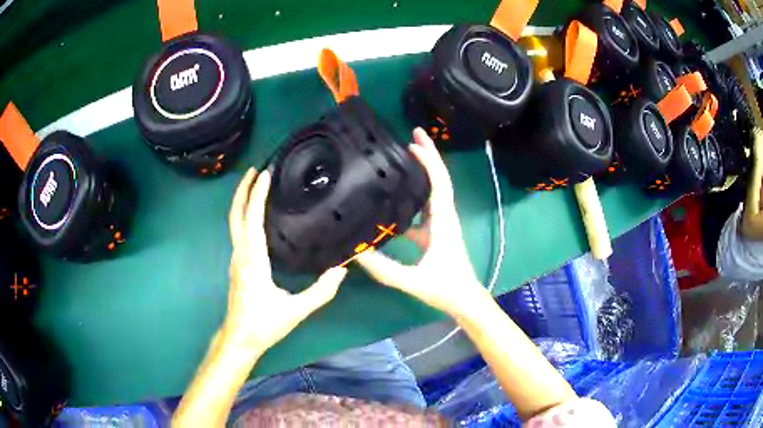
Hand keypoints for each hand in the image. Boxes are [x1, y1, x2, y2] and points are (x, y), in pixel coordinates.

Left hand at [224, 168, 347, 353]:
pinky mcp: (237, 265)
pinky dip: (244, 215)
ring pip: (234, 223)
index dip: (257, 196)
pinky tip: (256, 214)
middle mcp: (240, 255)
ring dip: (243, 200)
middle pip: (236, 215)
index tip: (264, 174)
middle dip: (243, 190)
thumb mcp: (296, 311)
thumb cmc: (264, 325)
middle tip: (255, 170)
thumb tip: (341, 270)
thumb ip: (320, 292)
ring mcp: (236, 259)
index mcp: (253, 262)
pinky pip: (239, 232)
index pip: (252, 221)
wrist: (239, 339)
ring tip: (256, 185)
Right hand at [355, 128, 487, 317]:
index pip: (439, 183)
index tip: (413, 143)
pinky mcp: (437, 233)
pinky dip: (414, 197)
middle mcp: (445, 216)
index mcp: (443, 221)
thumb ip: (384, 269)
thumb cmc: (445, 288)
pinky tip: (395, 198)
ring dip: (423, 171)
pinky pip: (425, 208)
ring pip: (433, 190)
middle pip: (439, 178)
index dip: (428, 161)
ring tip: (404, 156)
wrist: (465, 300)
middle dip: (429, 154)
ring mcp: (442, 223)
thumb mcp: (412, 280)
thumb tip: (357, 252)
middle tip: (413, 134)